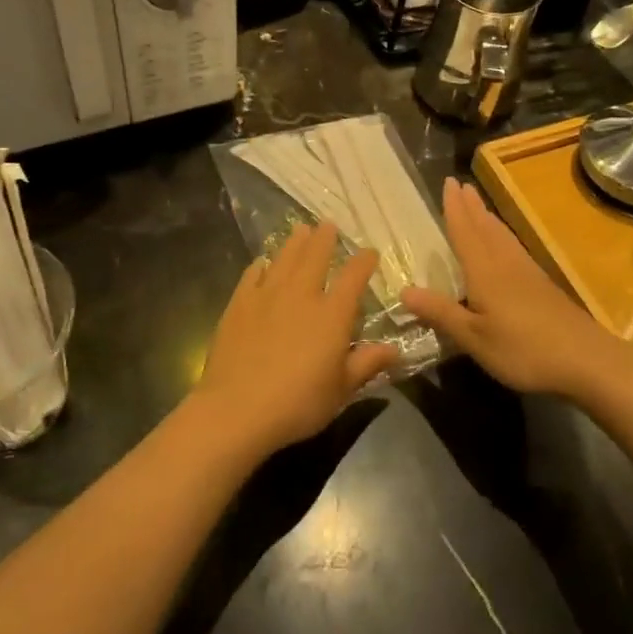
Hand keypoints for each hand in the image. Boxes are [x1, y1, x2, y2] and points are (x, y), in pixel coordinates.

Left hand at [193, 222, 398, 457]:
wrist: (237, 408)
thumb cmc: (298, 403)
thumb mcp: (341, 390)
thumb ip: (367, 364)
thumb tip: (394, 349)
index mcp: (332, 314)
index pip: (353, 277)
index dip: (364, 261)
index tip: (370, 252)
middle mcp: (301, 295)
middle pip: (315, 256)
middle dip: (325, 239)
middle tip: (328, 225)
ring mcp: (267, 295)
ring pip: (284, 258)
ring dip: (295, 242)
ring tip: (301, 230)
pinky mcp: (239, 304)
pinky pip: (252, 275)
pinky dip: (261, 265)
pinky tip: (262, 263)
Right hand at [402, 178, 621, 399]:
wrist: (587, 360)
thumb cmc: (524, 349)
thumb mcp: (474, 337)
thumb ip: (441, 313)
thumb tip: (404, 290)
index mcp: (485, 272)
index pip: (465, 232)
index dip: (454, 208)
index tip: (448, 182)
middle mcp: (505, 264)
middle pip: (485, 228)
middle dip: (471, 206)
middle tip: (461, 184)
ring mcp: (528, 273)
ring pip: (502, 236)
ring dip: (488, 218)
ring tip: (479, 205)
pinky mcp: (543, 286)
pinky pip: (514, 248)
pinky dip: (503, 236)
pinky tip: (506, 245)